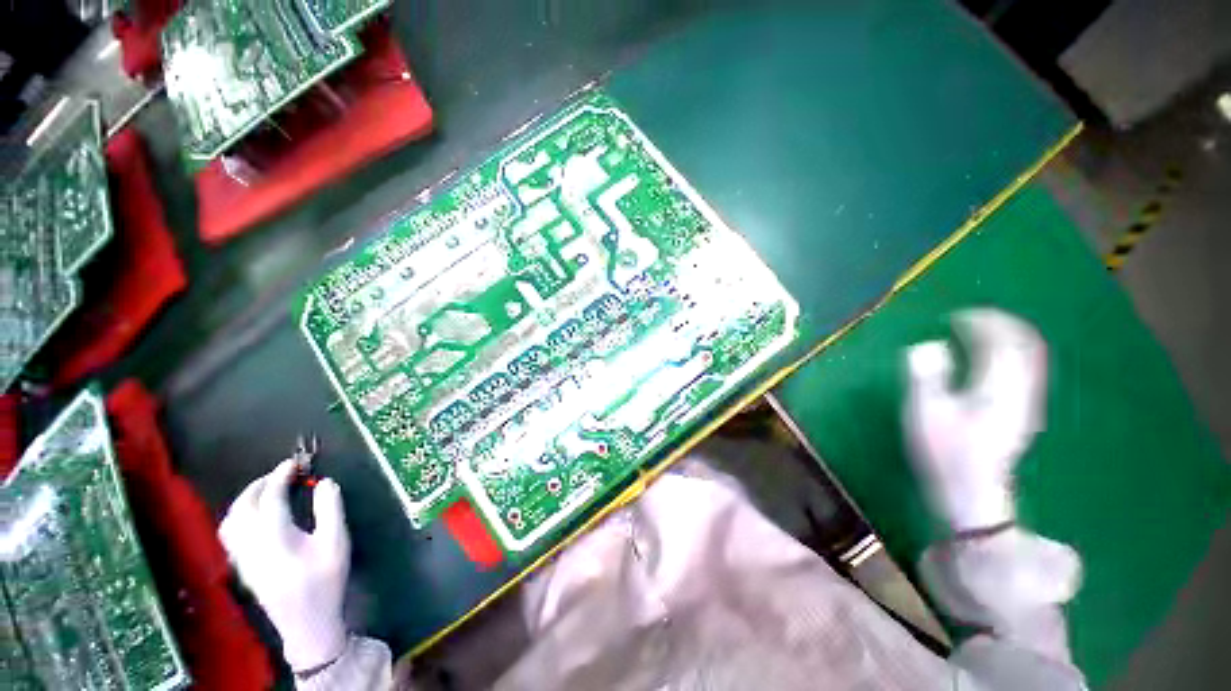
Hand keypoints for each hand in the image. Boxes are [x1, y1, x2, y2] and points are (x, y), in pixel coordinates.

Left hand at [219, 461, 350, 671]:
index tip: (294, 463)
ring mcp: (242, 556)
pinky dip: (238, 516)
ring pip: (230, 520)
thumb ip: (330, 509)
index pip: (270, 497)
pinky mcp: (242, 566)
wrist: (307, 621)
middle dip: (260, 484)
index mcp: (274, 536)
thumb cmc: (325, 579)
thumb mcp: (336, 542)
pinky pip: (230, 534)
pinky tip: (252, 517)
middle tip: (280, 473)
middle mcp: (251, 543)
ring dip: (245, 499)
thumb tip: (324, 482)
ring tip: (264, 490)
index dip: (281, 476)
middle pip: (244, 506)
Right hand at [904, 309, 1046, 531]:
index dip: (984, 322)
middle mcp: (1020, 391)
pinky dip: (1009, 356)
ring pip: (1028, 358)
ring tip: (978, 333)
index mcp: (997, 387)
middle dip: (1000, 326)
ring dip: (1006, 339)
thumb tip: (928, 346)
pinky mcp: (1022, 414)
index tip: (956, 316)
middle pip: (1025, 345)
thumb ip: (926, 376)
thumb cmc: (944, 452)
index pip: (1004, 341)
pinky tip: (990, 360)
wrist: (972, 492)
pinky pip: (1024, 372)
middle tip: (970, 319)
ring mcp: (1025, 404)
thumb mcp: (924, 413)